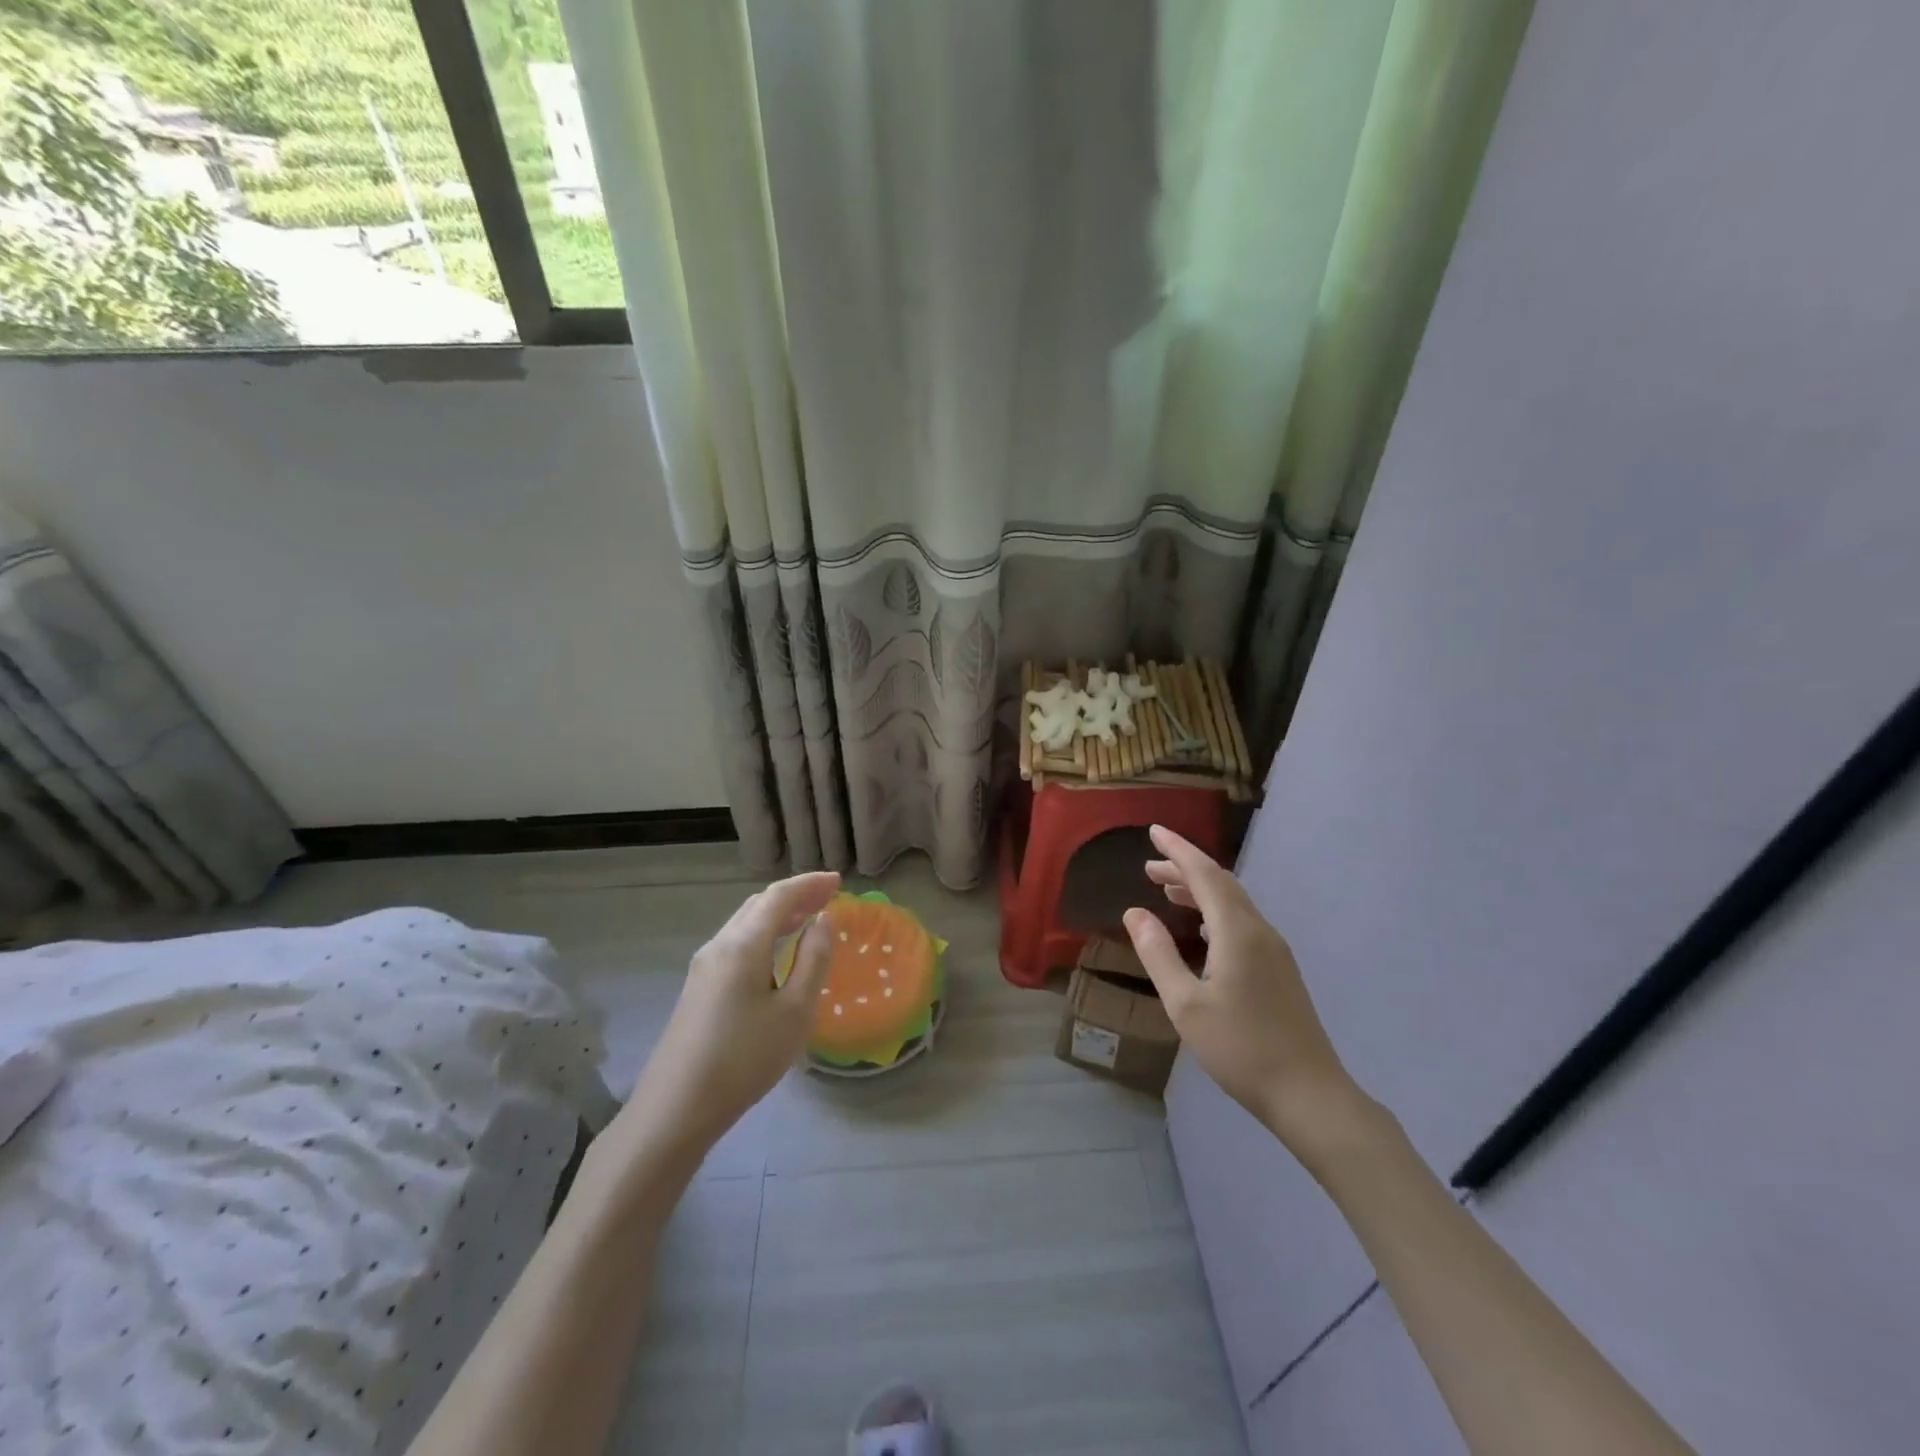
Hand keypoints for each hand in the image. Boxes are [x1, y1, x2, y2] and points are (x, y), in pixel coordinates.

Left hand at [622, 871, 840, 1155]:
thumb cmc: (744, 1058)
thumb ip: (813, 960)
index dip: (810, 884)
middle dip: (795, 895)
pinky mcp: (698, 988)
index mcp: (743, 944)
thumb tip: (823, 921)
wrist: (674, 1109)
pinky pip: (736, 944)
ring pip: (744, 923)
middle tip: (828, 896)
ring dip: (778, 915)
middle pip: (759, 905)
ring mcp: (703, 967)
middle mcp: (720, 945)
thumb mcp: (794, 1011)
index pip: (779, 896)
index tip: (838, 880)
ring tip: (808, 919)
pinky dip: (763, 934)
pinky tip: (776, 953)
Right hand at [1123, 826, 1362, 1151]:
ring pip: (1233, 902)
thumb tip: (1134, 912)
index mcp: (1237, 932)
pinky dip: (1215, 910)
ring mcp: (1274, 950)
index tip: (1153, 831)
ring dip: (1200, 889)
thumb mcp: (1185, 1004)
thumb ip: (1158, 954)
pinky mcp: (1279, 969)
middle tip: (1149, 866)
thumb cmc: (1240, 1049)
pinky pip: (1242, 921)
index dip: (1178, 850)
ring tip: (1167, 890)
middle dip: (1185, 868)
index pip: (1204, 874)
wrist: (1309, 1094)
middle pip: (1220, 883)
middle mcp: (1259, 931)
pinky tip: (1202, 928)